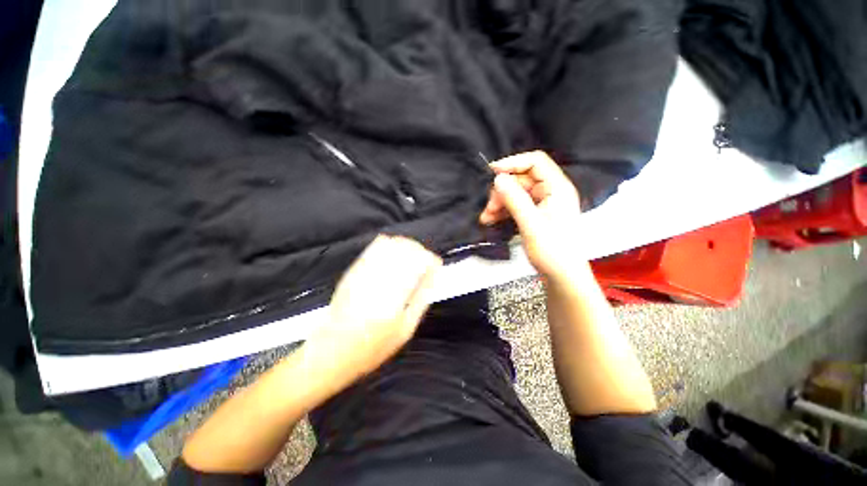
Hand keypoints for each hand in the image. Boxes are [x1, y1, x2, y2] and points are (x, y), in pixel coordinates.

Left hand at [304, 235, 441, 390]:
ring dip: (405, 245)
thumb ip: (421, 299)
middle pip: (405, 249)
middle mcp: (379, 281)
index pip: (419, 264)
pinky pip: (374, 248)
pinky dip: (388, 245)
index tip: (436, 264)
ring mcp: (364, 273)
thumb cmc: (372, 348)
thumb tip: (433, 275)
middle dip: (420, 250)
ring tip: (412, 255)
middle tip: (425, 260)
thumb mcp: (405, 330)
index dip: (431, 259)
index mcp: (394, 299)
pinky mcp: (353, 271)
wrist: (331, 350)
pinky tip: (394, 251)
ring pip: (390, 245)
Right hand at [479, 151, 584, 282]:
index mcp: (557, 188)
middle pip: (522, 180)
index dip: (513, 163)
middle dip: (502, 191)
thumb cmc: (552, 250)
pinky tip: (492, 220)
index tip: (492, 172)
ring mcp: (543, 203)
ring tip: (486, 218)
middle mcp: (551, 191)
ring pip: (516, 193)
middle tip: (488, 208)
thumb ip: (515, 199)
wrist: (562, 276)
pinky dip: (503, 210)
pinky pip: (517, 205)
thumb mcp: (531, 224)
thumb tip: (498, 178)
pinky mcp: (536, 214)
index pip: (536, 162)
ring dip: (499, 203)